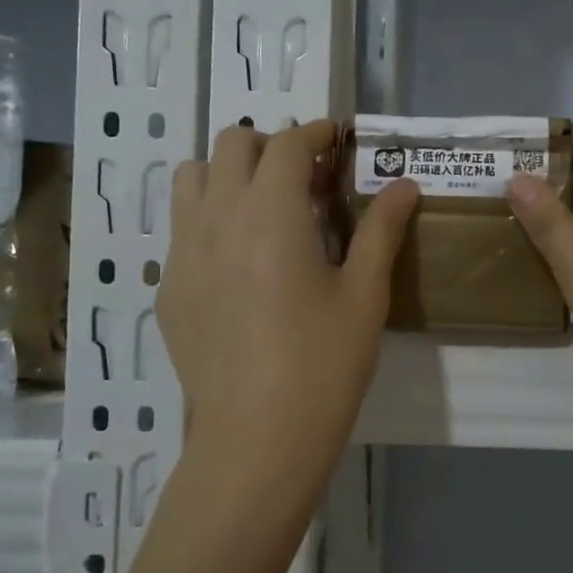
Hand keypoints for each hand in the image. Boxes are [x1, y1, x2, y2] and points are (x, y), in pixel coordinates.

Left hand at [159, 121, 418, 497]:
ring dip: (227, 174)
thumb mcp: (365, 295)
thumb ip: (381, 230)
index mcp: (270, 212)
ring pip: (190, 179)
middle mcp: (216, 217)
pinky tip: (240, 266)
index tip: (336, 140)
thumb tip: (404, 186)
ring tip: (263, 209)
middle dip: (269, 146)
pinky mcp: (168, 290)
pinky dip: (209, 220)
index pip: (286, 144)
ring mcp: (182, 254)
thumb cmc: (323, 363)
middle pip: (230, 145)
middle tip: (305, 178)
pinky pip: (181, 230)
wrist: (256, 439)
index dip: (314, 132)